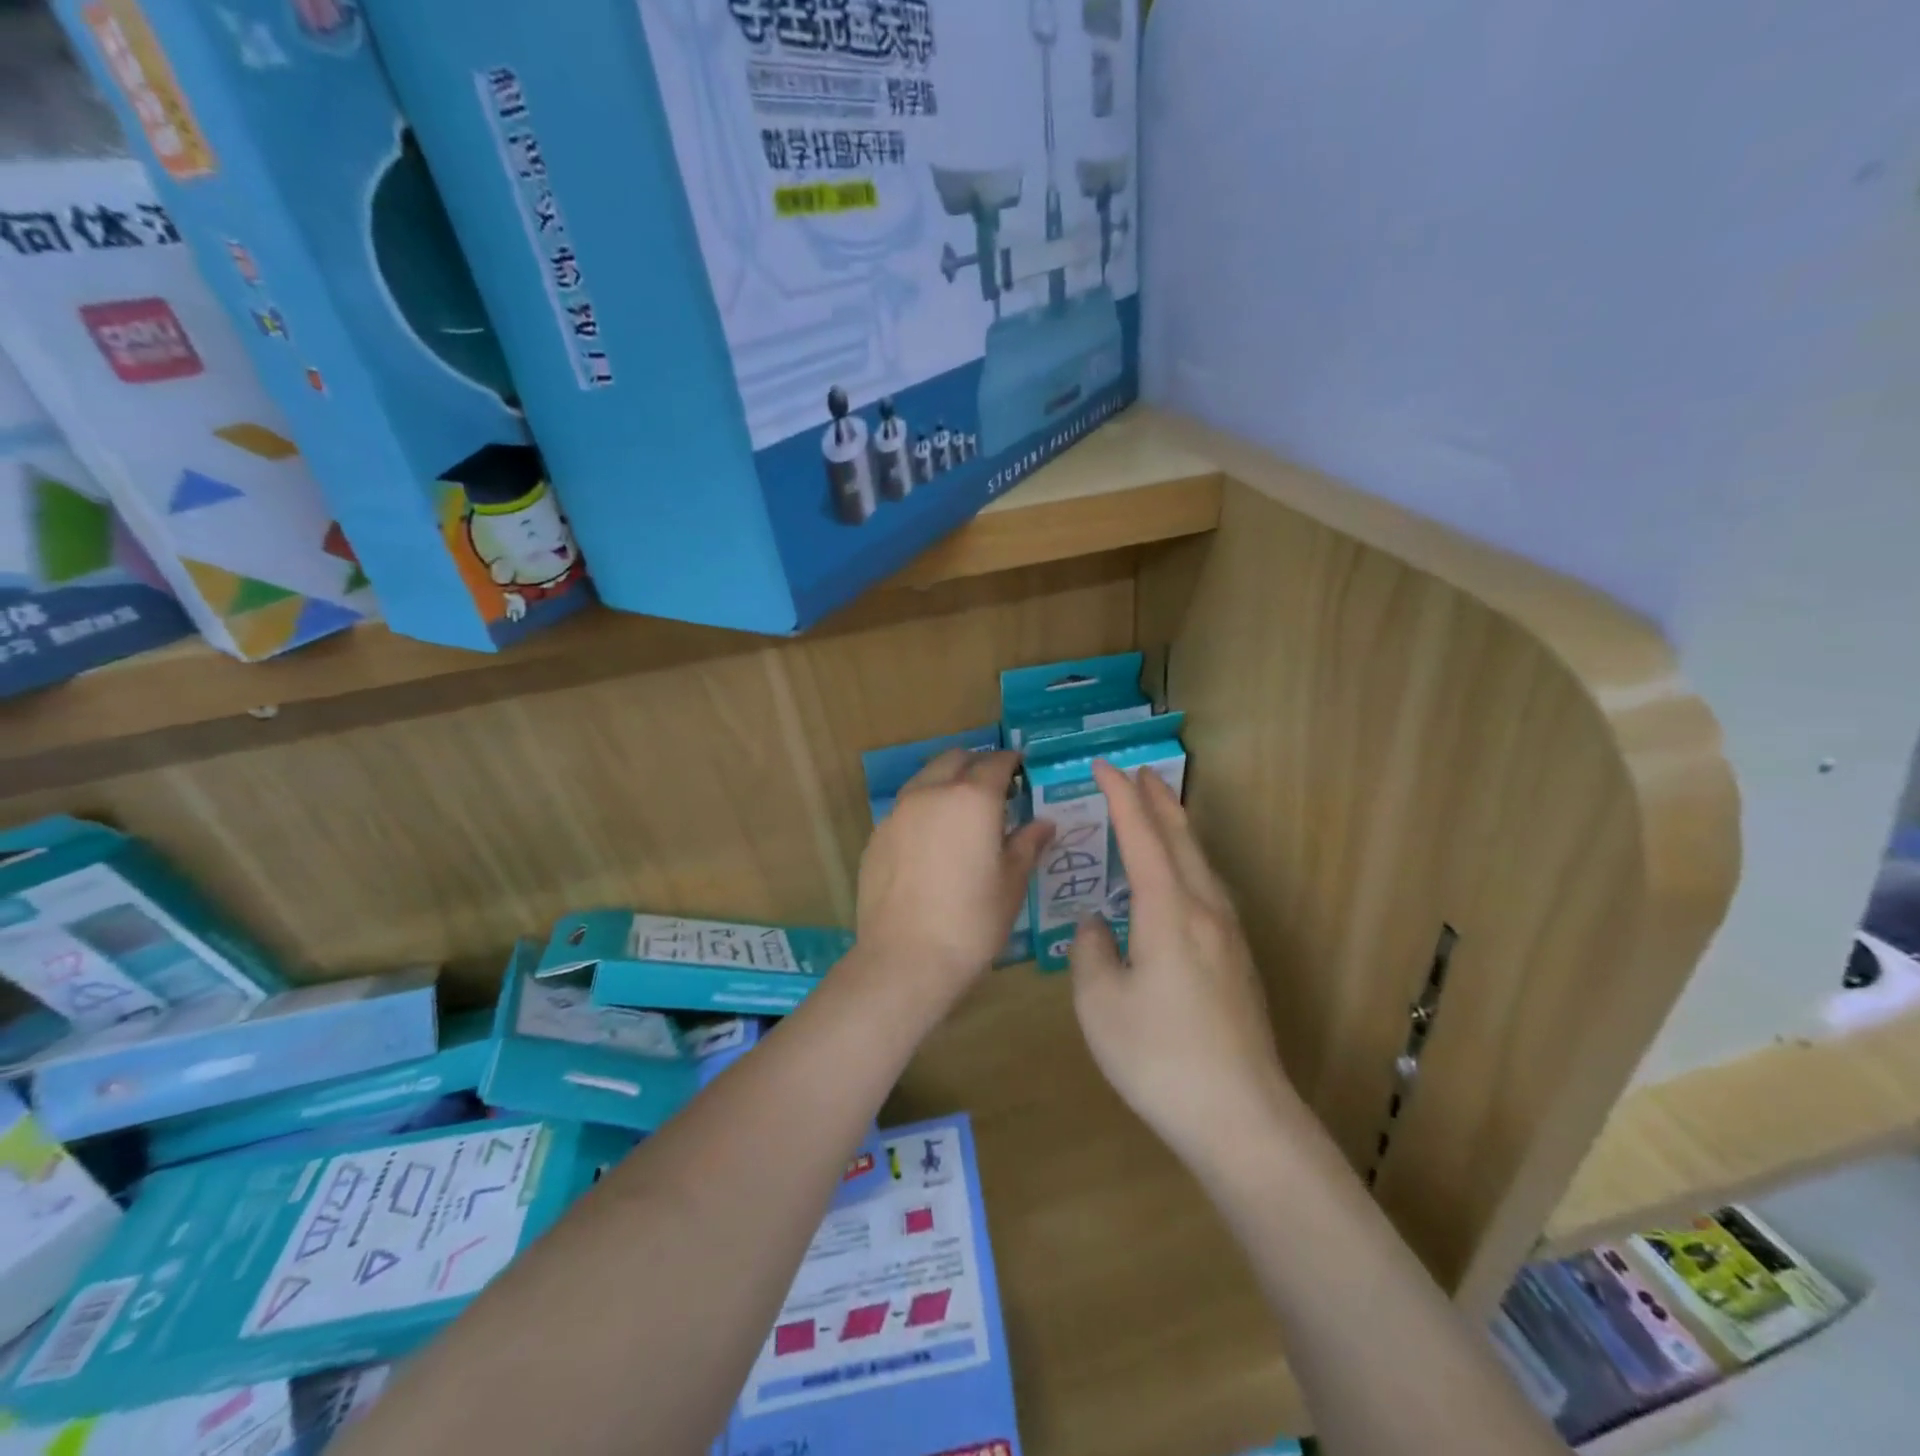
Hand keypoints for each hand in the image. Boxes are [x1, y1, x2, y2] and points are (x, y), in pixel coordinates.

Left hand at [854, 749, 1052, 1008]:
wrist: (904, 959)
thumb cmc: (971, 922)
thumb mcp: (1011, 884)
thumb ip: (1027, 844)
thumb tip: (1043, 823)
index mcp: (972, 799)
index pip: (996, 763)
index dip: (1011, 762)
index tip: (1021, 768)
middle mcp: (931, 793)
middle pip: (955, 760)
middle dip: (976, 764)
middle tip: (993, 787)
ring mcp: (898, 813)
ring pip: (925, 779)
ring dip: (946, 782)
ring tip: (961, 811)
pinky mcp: (877, 835)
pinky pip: (905, 808)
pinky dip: (923, 809)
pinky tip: (932, 840)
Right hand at [1071, 760, 1296, 1163]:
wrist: (1240, 1116)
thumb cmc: (1159, 1057)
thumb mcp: (1099, 1004)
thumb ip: (1090, 951)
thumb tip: (1097, 925)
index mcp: (1168, 912)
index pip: (1142, 836)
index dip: (1120, 798)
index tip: (1103, 766)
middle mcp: (1205, 911)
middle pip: (1182, 839)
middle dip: (1158, 801)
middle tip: (1139, 772)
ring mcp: (1229, 936)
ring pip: (1201, 863)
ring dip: (1178, 829)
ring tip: (1161, 810)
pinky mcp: (1238, 961)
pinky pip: (1209, 889)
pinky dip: (1189, 862)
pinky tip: (1182, 879)